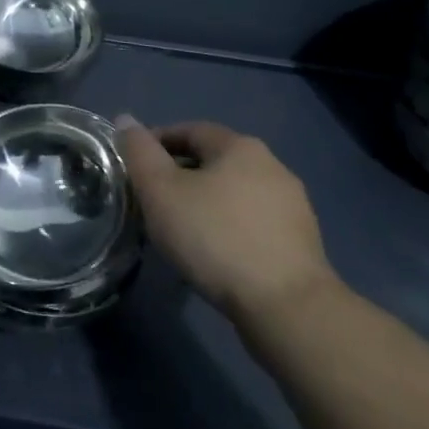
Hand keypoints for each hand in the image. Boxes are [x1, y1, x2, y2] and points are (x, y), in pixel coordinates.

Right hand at [118, 118, 338, 334]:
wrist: (288, 309)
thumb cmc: (216, 238)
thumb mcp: (161, 191)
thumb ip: (139, 152)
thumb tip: (126, 120)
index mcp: (240, 146)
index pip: (189, 130)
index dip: (157, 143)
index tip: (135, 168)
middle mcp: (272, 166)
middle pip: (213, 162)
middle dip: (180, 177)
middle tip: (153, 203)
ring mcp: (293, 207)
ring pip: (233, 195)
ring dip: (206, 206)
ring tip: (181, 234)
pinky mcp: (302, 245)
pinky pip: (252, 225)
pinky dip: (229, 231)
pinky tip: (214, 257)